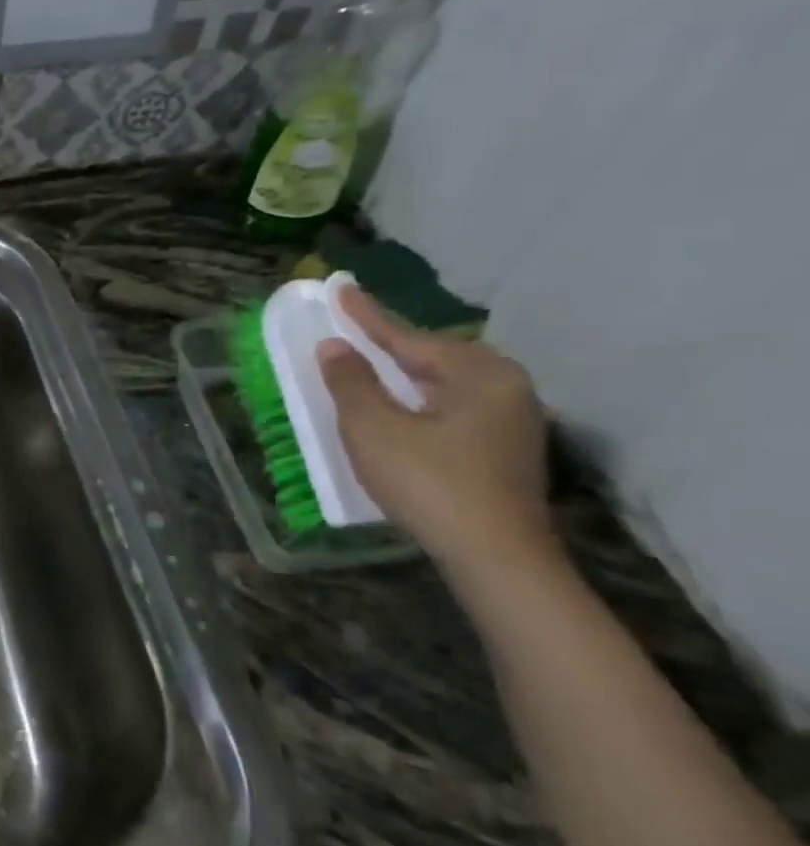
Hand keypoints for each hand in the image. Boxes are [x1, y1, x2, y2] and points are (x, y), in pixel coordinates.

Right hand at [317, 285, 551, 569]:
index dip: (366, 316)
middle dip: (389, 344)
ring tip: (369, 364)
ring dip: (403, 373)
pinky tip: (400, 407)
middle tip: (351, 328)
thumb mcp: (374, 430)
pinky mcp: (504, 449)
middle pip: (432, 356)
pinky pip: (452, 406)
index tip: (340, 288)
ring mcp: (511, 420)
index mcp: (478, 374)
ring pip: (443, 383)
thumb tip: (334, 348)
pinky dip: (418, 399)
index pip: (408, 337)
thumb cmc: (430, 483)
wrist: (495, 557)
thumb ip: (351, 383)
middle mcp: (505, 387)